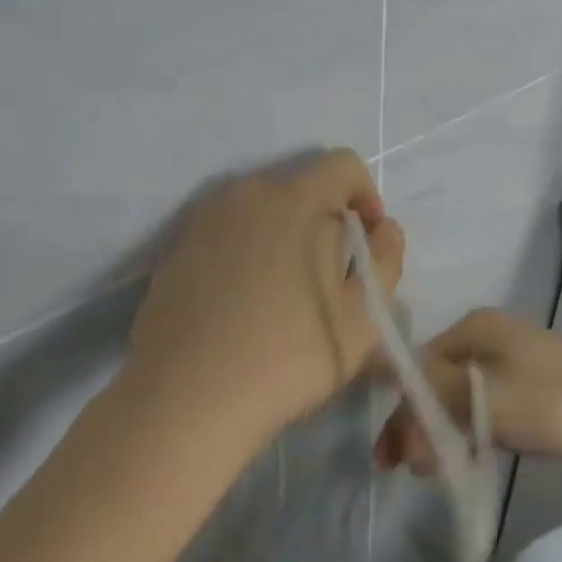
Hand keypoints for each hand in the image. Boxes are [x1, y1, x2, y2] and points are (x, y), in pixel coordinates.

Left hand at [126, 149, 404, 443]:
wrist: (188, 396)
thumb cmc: (290, 355)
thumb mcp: (364, 317)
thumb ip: (386, 260)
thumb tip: (384, 228)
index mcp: (297, 198)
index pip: (343, 165)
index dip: (366, 195)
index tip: (368, 241)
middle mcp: (247, 193)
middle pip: (300, 187)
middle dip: (325, 220)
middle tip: (330, 276)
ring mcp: (204, 219)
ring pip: (260, 211)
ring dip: (283, 235)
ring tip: (283, 292)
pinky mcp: (175, 249)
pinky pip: (225, 235)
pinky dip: (244, 253)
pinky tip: (241, 304)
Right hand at [372, 309, 561, 471]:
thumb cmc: (555, 403)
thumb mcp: (487, 399)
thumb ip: (431, 390)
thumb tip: (374, 369)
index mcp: (473, 329)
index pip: (417, 367)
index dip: (401, 410)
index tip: (395, 457)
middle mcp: (487, 335)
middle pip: (435, 380)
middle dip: (419, 424)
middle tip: (412, 470)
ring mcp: (510, 358)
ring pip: (458, 394)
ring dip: (441, 430)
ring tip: (433, 470)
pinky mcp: (530, 382)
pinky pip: (484, 403)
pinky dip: (469, 428)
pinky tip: (465, 453)